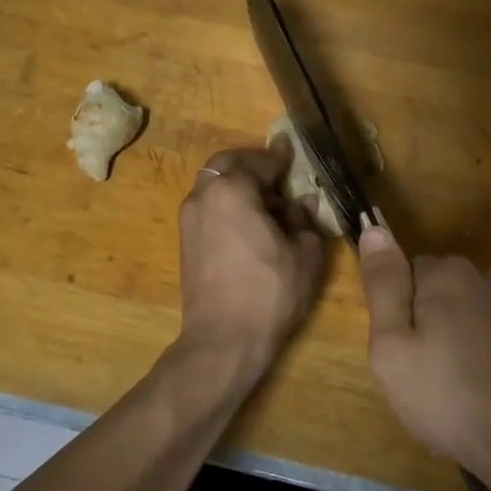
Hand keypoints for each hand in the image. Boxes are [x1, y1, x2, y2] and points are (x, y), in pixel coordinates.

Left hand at [176, 140, 326, 375]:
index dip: (279, 157)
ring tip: (267, 203)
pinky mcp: (186, 243)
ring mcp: (189, 220)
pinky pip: (209, 208)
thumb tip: (302, 202)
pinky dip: (228, 205)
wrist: (224, 340)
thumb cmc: (270, 291)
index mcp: (232, 190)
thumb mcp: (304, 253)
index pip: (259, 161)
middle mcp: (203, 196)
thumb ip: (304, 220)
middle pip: (226, 165)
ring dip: (238, 186)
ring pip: (214, 186)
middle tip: (278, 175)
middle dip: (252, 165)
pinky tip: (250, 225)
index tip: (291, 151)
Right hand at [356, 228, 490, 490]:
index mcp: (447, 272)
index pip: (401, 273)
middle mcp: (482, 279)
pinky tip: (468, 399)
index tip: (397, 352)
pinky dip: (468, 363)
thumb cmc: (446, 394)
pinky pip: (477, 340)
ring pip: (452, 319)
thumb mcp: (392, 343)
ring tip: (442, 393)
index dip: (393, 314)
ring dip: (443, 348)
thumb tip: (374, 227)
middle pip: (429, 294)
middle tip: (415, 376)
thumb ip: (383, 285)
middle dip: (418, 329)